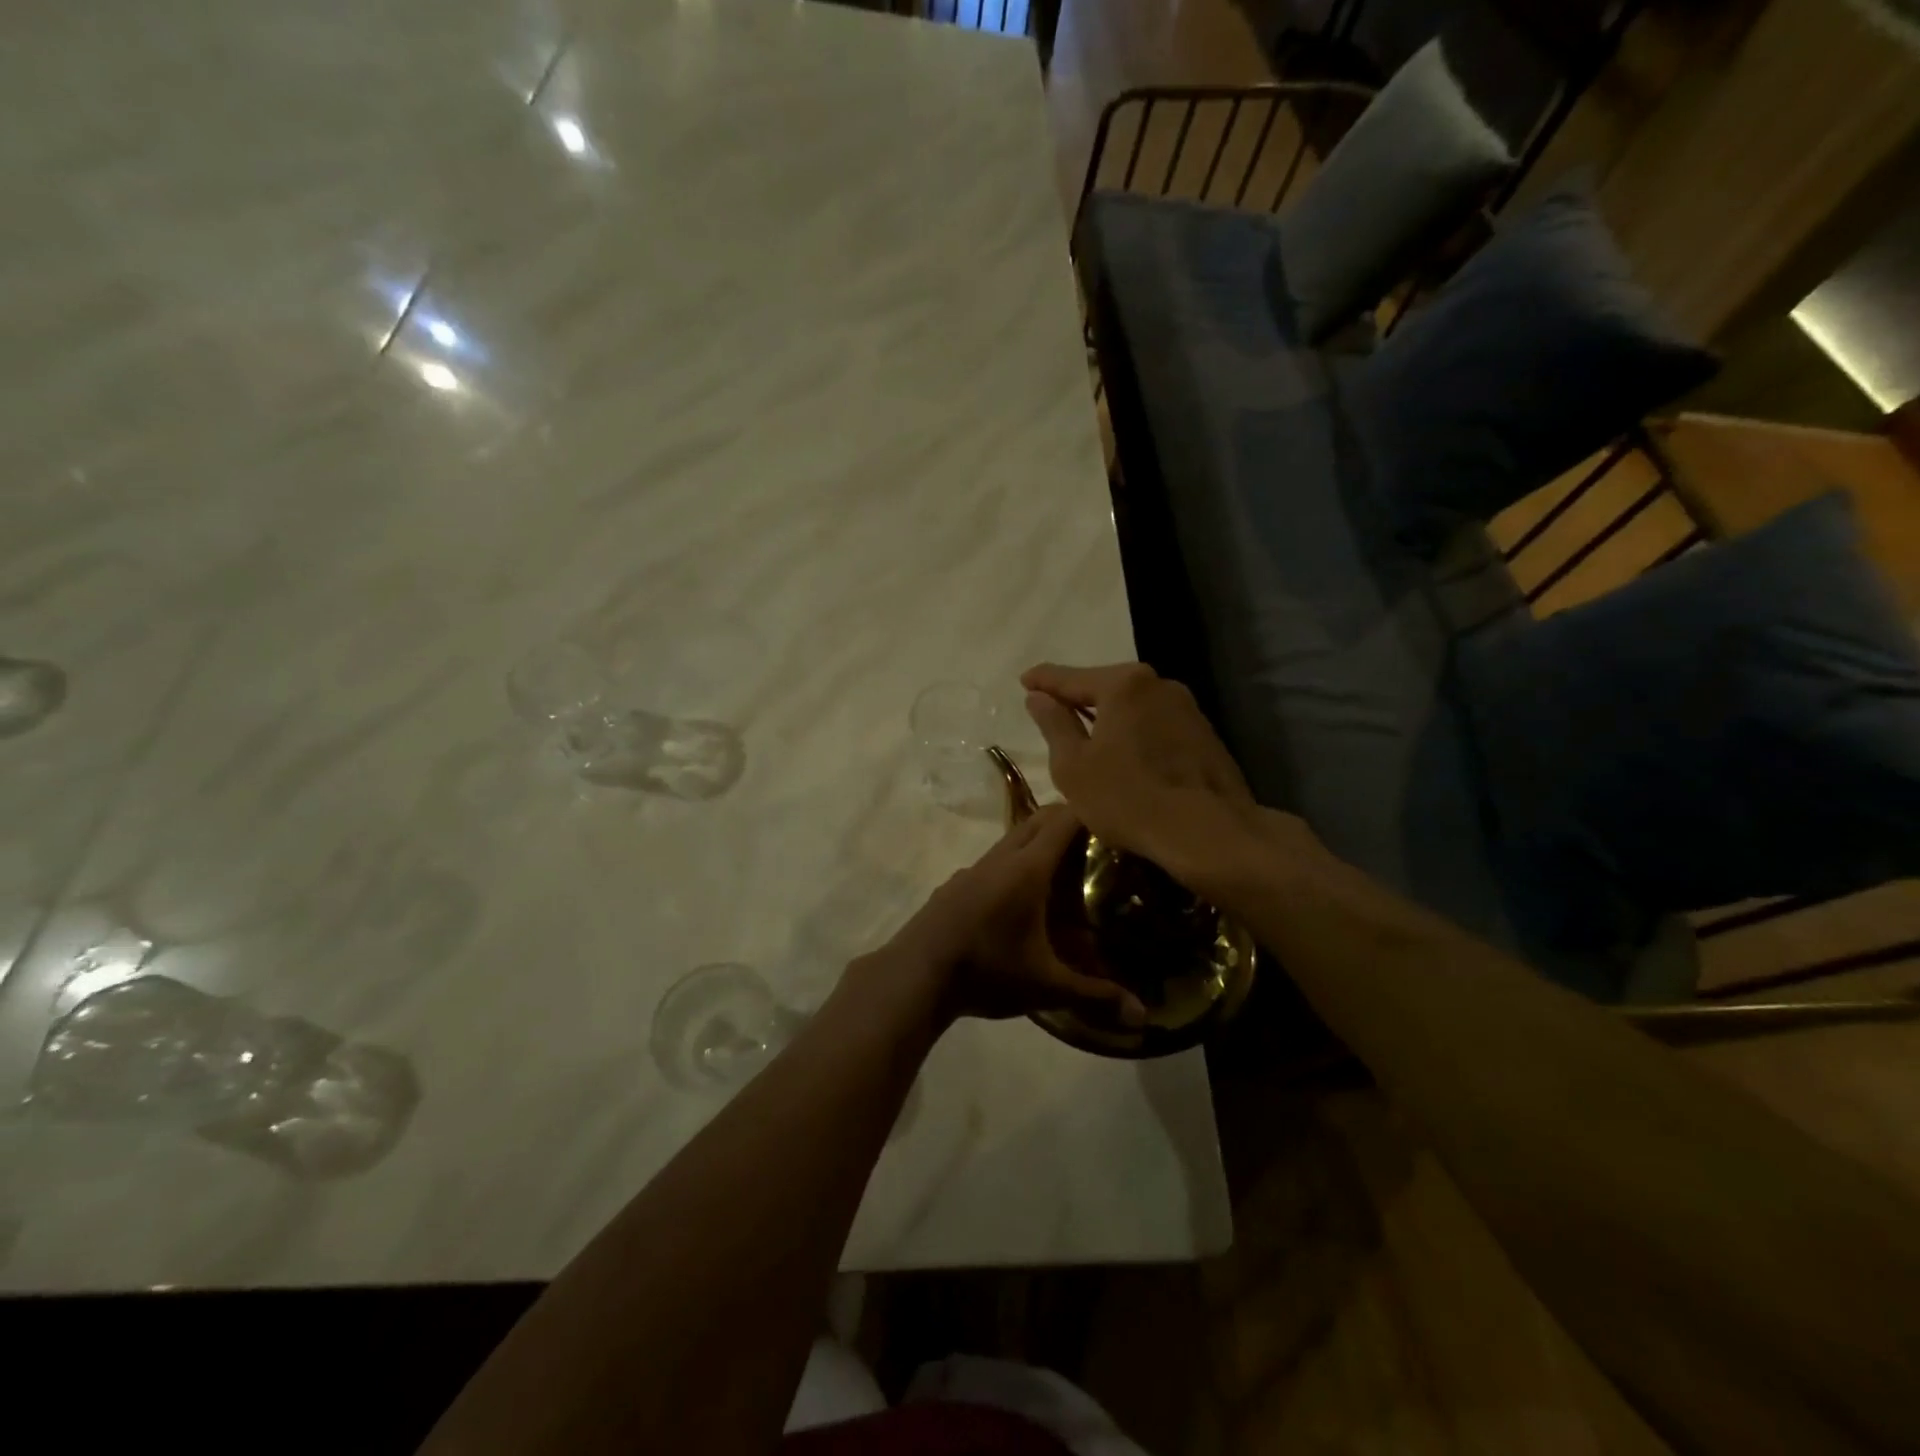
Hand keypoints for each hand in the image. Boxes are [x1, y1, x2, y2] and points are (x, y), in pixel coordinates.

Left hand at [883, 804, 1146, 1026]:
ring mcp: (972, 869)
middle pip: (1037, 819)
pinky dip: (1014, 863)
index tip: (1116, 814)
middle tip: (1099, 838)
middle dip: (1068, 819)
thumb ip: (1095, 995)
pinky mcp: (955, 884)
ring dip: (1038, 841)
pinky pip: (992, 860)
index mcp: (1026, 869)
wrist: (914, 975)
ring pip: (1012, 839)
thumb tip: (1144, 1018)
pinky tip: (1020, 898)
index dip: (1090, 810)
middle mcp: (1000, 858)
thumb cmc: (986, 971)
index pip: (1063, 820)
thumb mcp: (1046, 986)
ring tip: (1064, 866)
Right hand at [1021, 662, 1267, 892]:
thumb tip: (1038, 697)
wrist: (1208, 832)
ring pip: (1134, 705)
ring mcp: (1186, 708)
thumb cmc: (1128, 798)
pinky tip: (1126, 753)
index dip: (1043, 680)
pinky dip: (1134, 731)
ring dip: (1109, 716)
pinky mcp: (1204, 733)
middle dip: (1078, 696)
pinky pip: (1155, 723)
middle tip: (1053, 708)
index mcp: (1123, 685)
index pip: (1070, 677)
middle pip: (1106, 686)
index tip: (1024, 680)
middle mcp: (1158, 684)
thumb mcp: (1073, 766)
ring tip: (1087, 733)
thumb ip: (1054, 725)